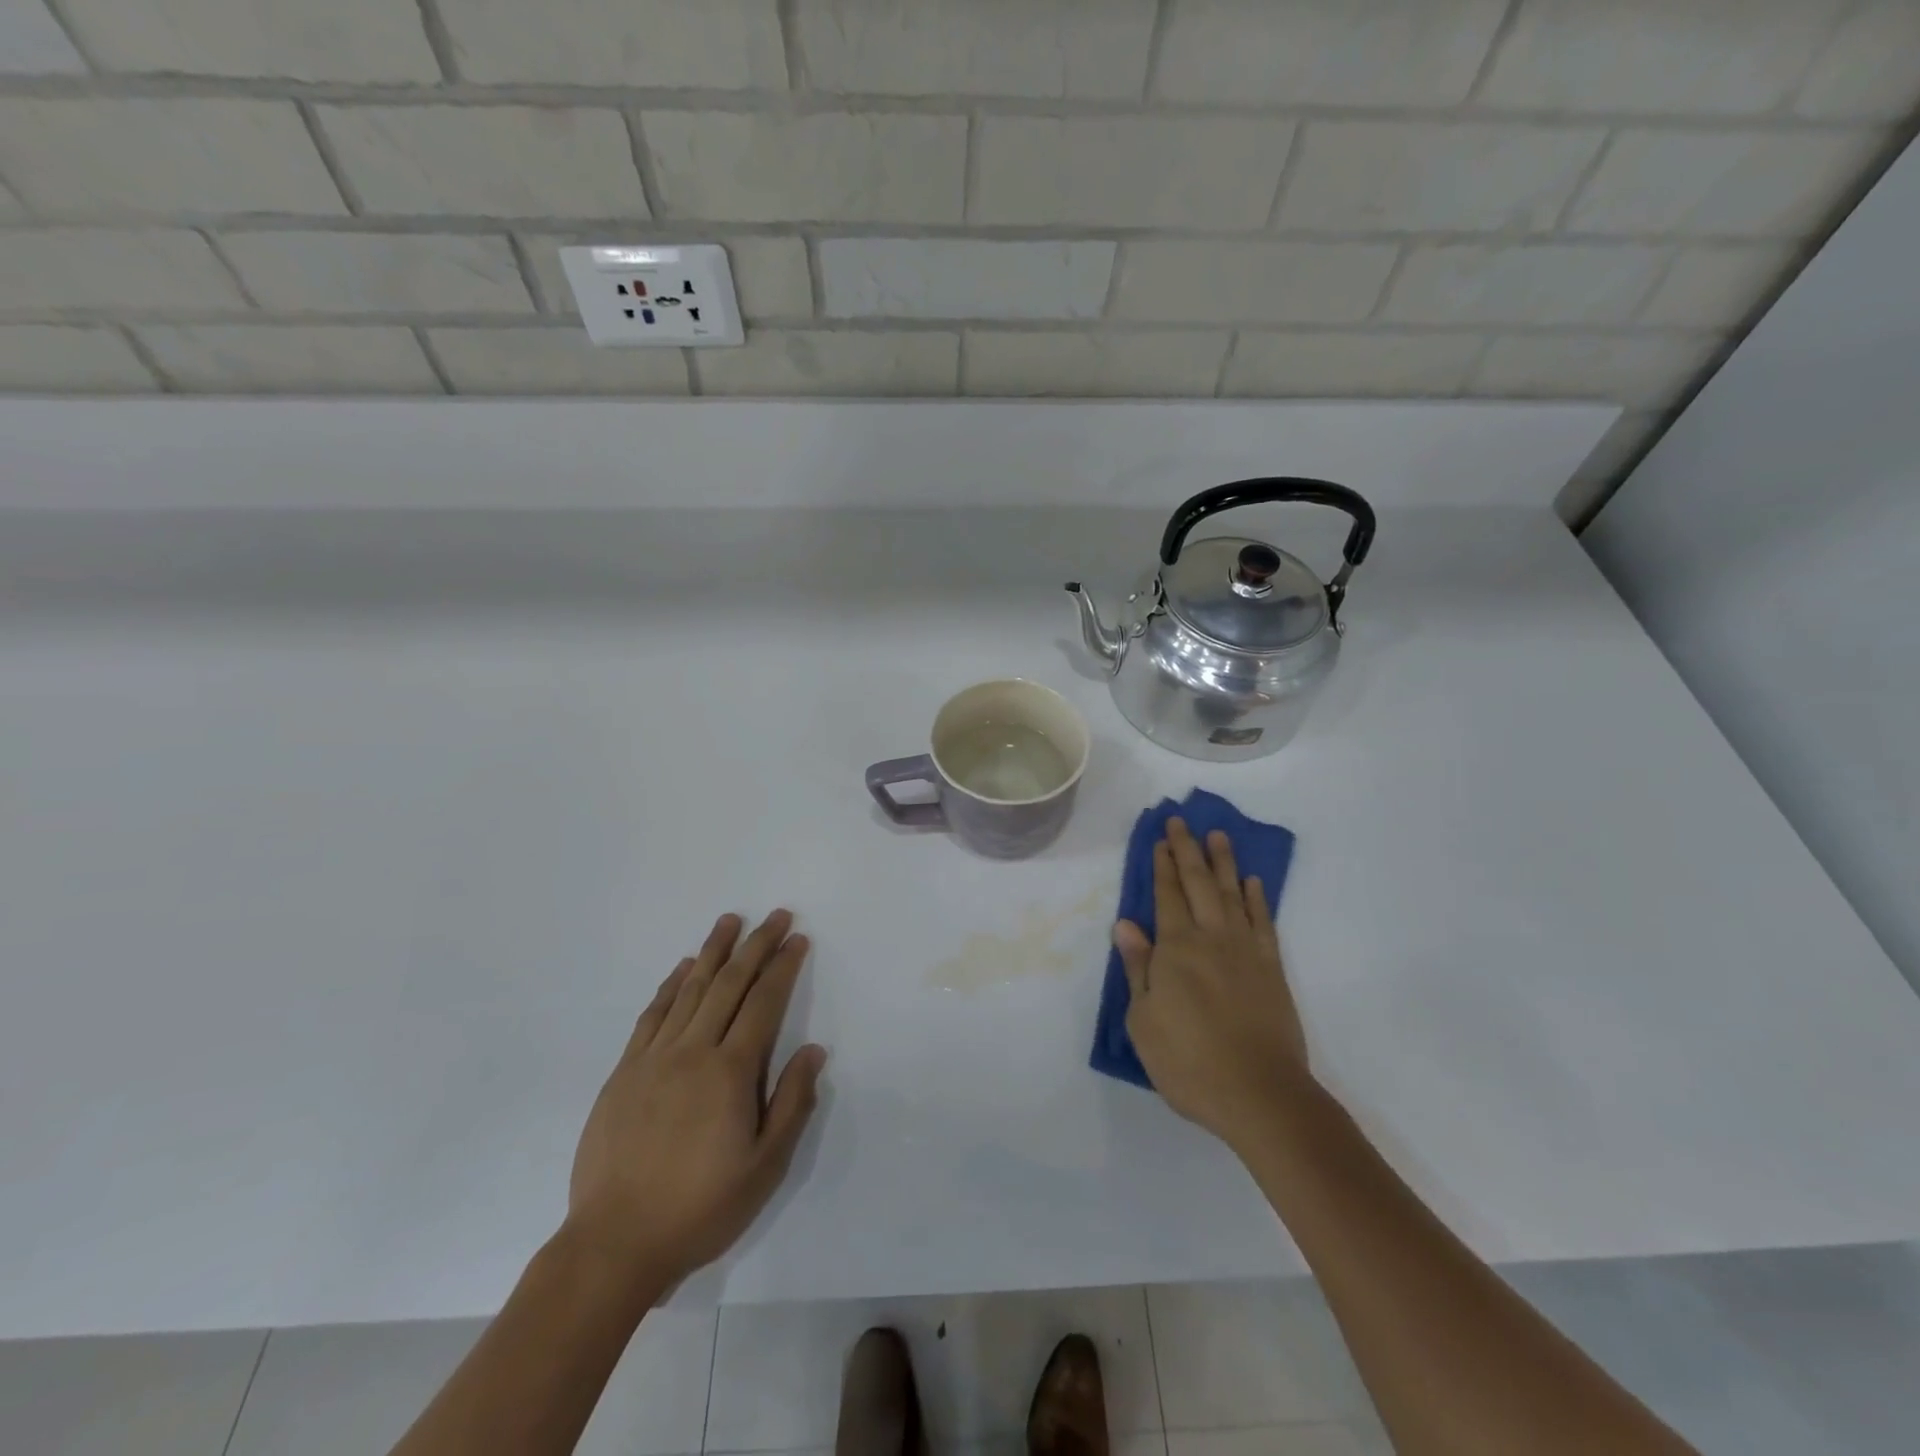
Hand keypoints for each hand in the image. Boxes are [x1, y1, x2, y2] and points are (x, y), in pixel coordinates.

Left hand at [567, 910, 826, 1291]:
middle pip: (728, 984)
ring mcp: (653, 1058)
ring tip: (729, 921)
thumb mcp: (764, 1167)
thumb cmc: (700, 1208)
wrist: (614, 1244)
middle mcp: (692, 1051)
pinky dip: (670, 986)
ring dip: (712, 952)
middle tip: (774, 916)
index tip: (797, 939)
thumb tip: (813, 1051)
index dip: (782, 967)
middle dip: (755, 945)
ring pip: (689, 990)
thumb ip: (791, 1103)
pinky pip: (652, 1015)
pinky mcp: (624, 1072)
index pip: (763, 1003)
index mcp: (730, 1072)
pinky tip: (683, 969)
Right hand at [1113, 819, 1309, 1149]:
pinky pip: (1264, 923)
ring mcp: (1246, 952)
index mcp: (1176, 949)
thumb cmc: (1189, 1062)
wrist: (1261, 1095)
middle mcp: (1212, 939)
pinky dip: (1258, 899)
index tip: (1159, 839)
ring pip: (1233, 895)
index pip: (1166, 896)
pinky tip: (1253, 883)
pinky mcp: (1272, 970)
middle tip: (1182, 822)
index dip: (1161, 866)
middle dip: (1188, 851)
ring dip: (1224, 863)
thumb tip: (1126, 924)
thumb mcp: (1144, 1021)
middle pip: (1199, 884)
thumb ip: (1138, 968)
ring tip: (1219, 836)